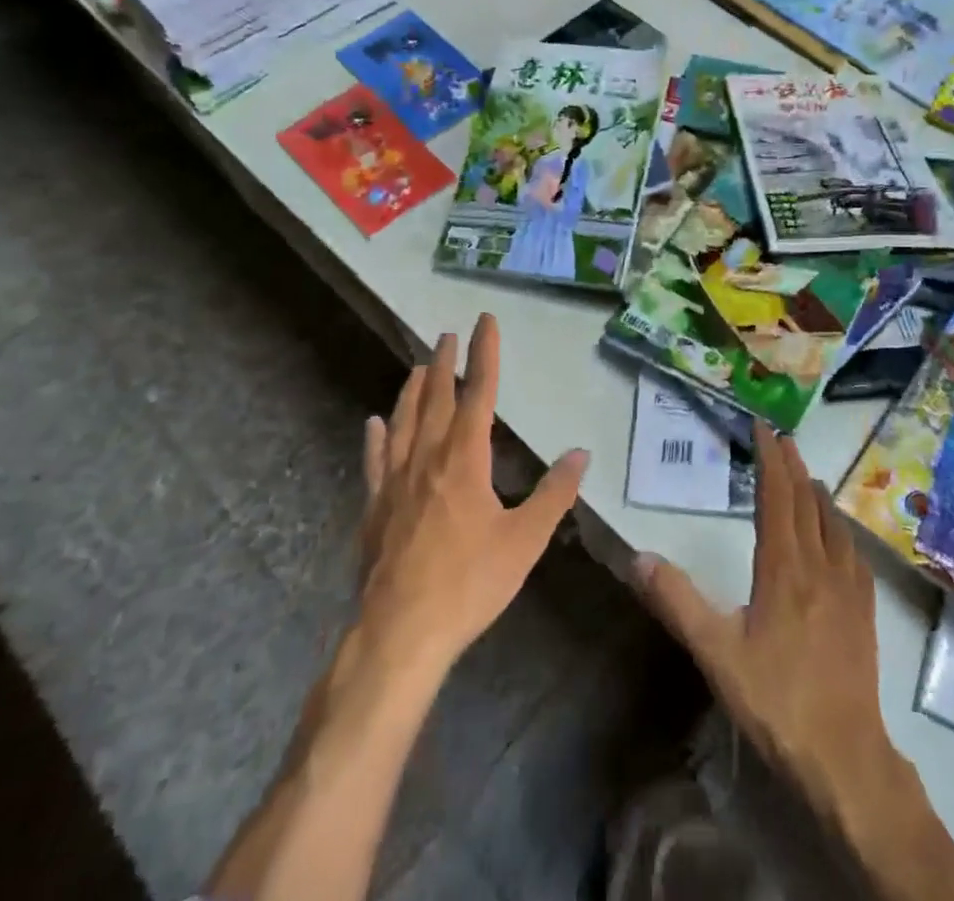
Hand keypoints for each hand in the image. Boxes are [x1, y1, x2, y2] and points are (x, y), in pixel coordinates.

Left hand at [358, 313, 588, 676]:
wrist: (400, 633)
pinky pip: (374, 461)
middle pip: (435, 398)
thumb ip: (554, 494)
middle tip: (447, 334)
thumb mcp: (525, 540)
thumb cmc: (469, 584)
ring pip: (402, 421)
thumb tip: (580, 454)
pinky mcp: (374, 508)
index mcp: (465, 459)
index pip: (478, 393)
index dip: (484, 354)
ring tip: (416, 366)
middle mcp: (427, 458)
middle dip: (444, 363)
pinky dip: (374, 437)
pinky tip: (372, 423)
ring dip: (411, 390)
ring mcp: (395, 481)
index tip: (484, 321)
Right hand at [633, 420, 889, 805]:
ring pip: (833, 523)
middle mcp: (819, 565)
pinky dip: (841, 528)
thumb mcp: (716, 652)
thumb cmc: (777, 701)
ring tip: (807, 476)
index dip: (770, 458)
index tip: (763, 428)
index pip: (777, 496)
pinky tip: (839, 534)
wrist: (845, 756)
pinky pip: (853, 552)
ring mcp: (848, 587)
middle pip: (807, 501)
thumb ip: (677, 602)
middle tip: (783, 438)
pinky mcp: (865, 611)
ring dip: (817, 493)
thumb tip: (640, 557)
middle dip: (793, 465)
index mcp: (783, 567)